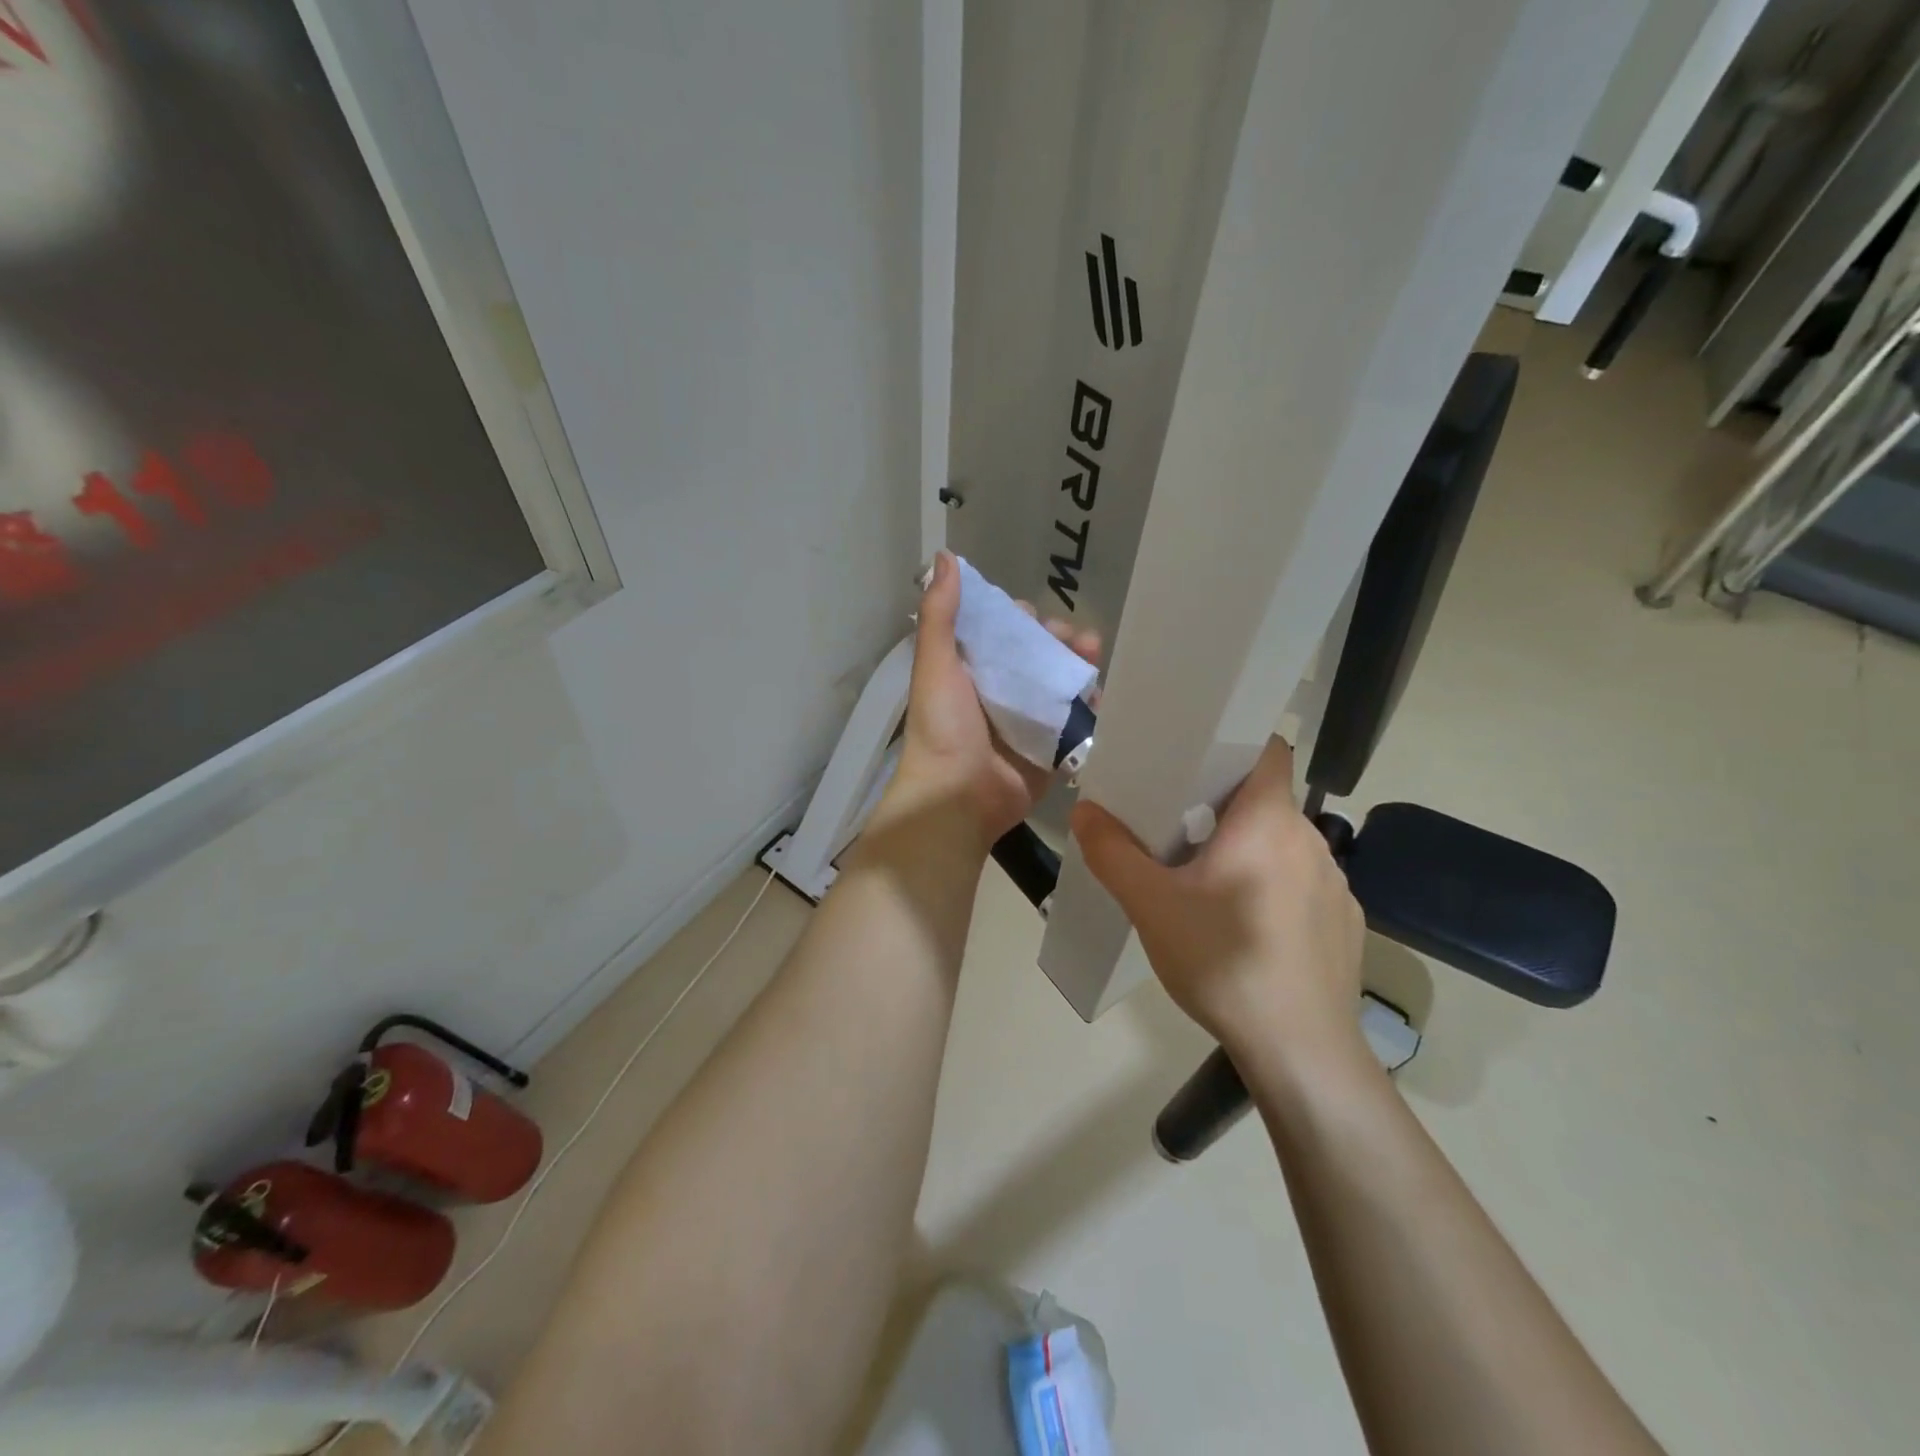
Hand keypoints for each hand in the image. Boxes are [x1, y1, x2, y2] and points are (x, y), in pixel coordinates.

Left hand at [876, 552, 1100, 852]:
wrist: (958, 797)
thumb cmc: (944, 727)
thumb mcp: (936, 663)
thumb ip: (941, 613)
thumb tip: (945, 556)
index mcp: (971, 672)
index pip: (1001, 636)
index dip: (1019, 621)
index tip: (1030, 616)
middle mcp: (999, 693)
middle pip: (1038, 657)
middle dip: (1060, 641)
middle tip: (1074, 639)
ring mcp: (1027, 722)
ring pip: (1060, 684)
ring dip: (1079, 667)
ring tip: (1094, 656)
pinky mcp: (1050, 749)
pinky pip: (1075, 721)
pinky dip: (1089, 706)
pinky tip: (1100, 694)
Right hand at [1070, 737, 1366, 1068]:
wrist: (1301, 1051)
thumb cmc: (1223, 962)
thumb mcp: (1150, 905)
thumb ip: (1112, 852)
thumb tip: (1086, 810)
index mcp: (1268, 821)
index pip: (1267, 749)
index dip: (1233, 744)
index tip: (1193, 761)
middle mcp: (1311, 840)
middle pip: (1266, 800)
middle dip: (1223, 806)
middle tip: (1176, 829)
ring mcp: (1336, 884)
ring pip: (1283, 844)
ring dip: (1248, 850)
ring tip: (1207, 884)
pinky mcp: (1346, 923)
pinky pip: (1302, 885)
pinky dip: (1273, 888)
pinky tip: (1247, 930)